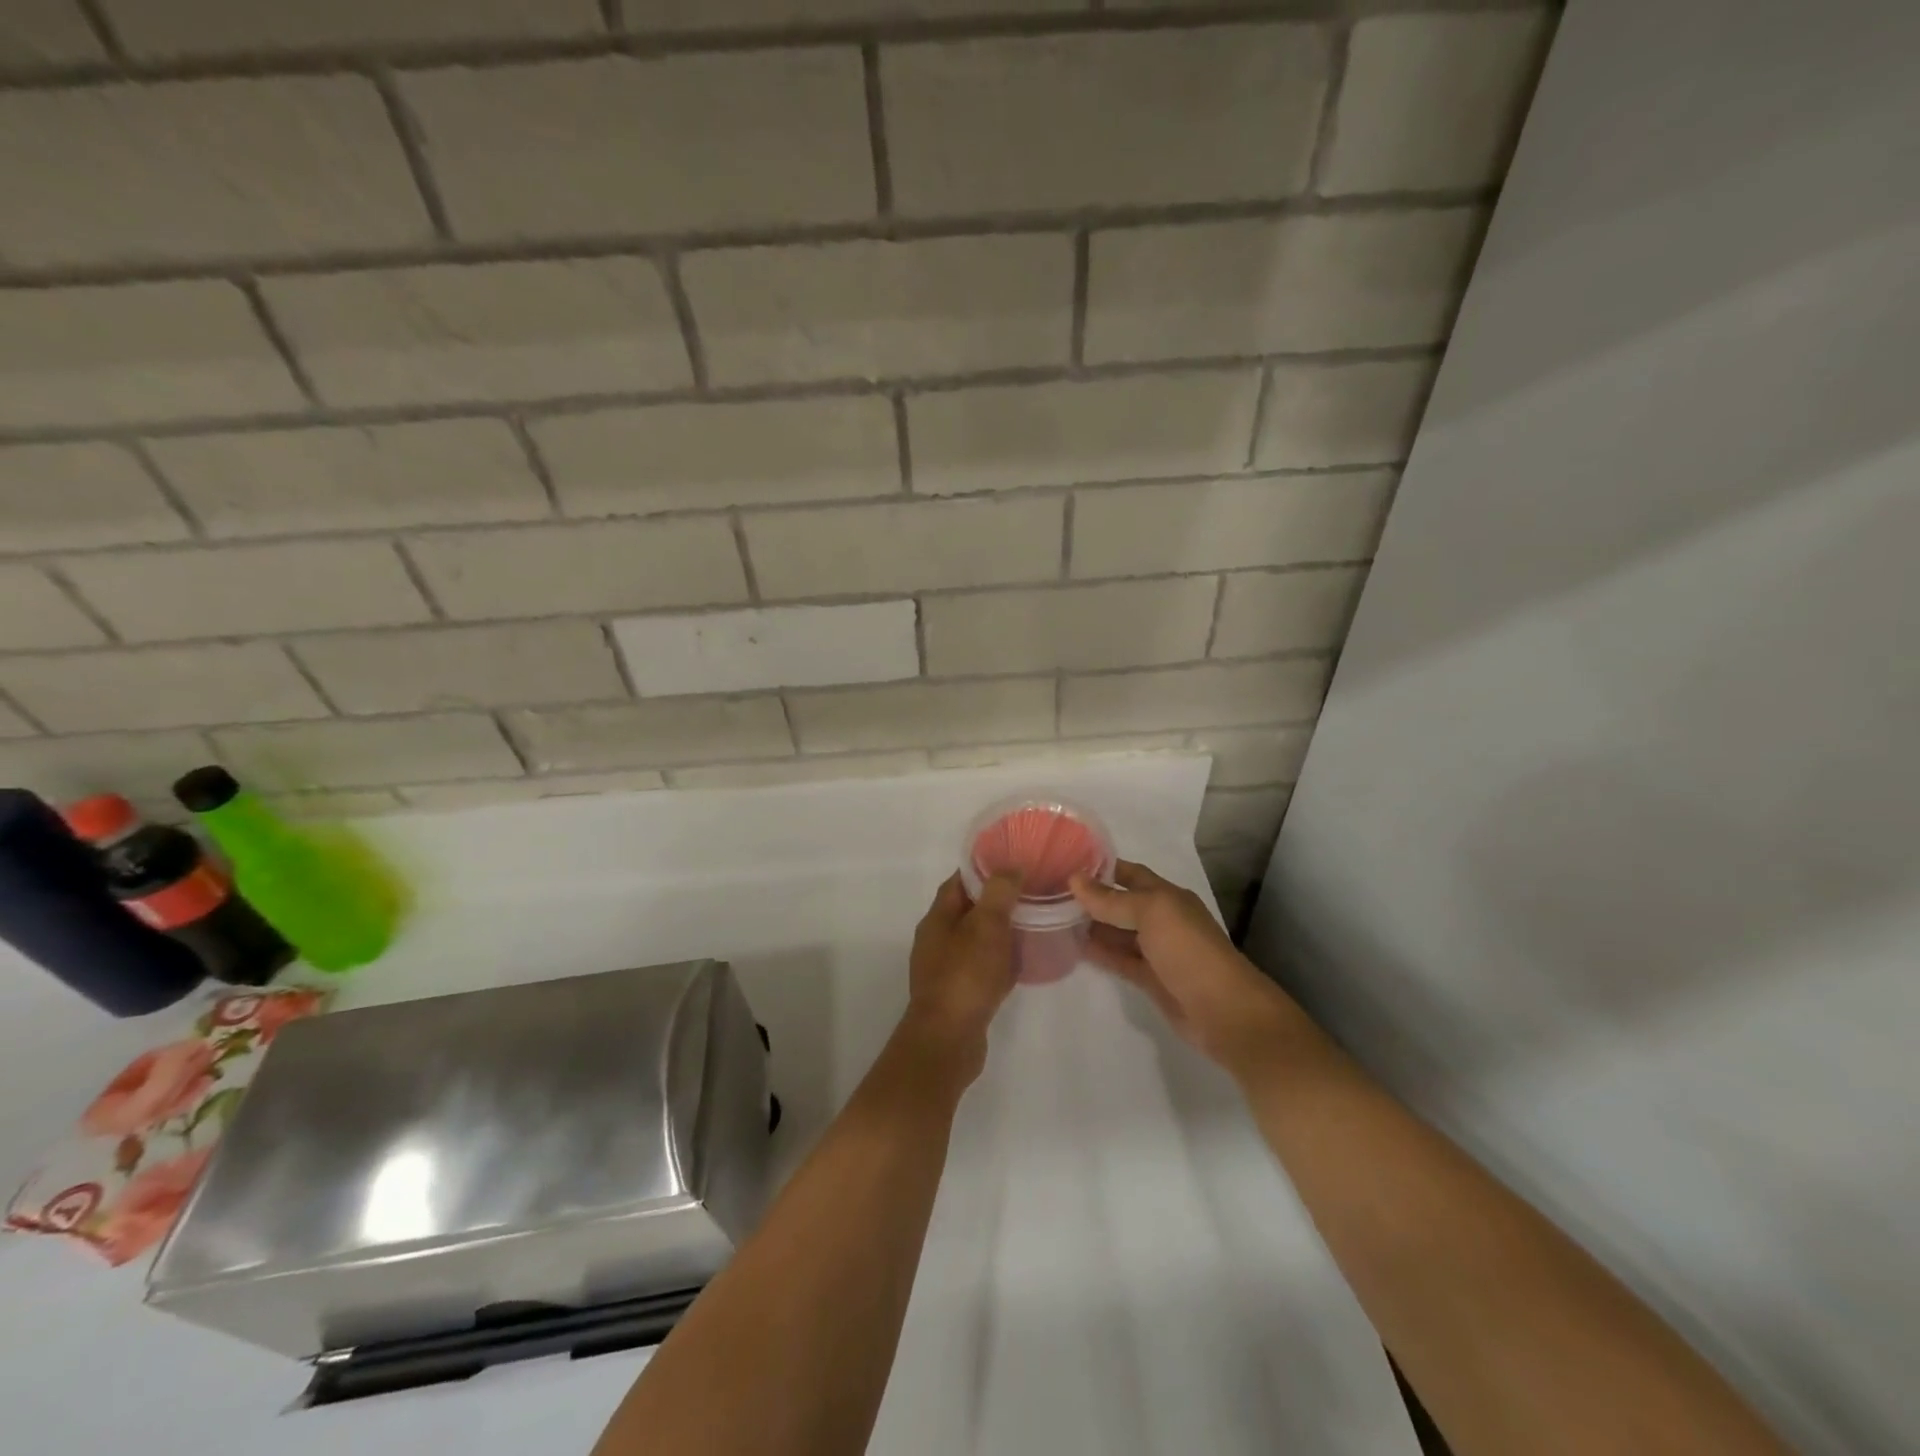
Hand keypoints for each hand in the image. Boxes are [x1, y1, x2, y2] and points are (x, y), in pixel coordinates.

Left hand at [904, 873, 1019, 1079]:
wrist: (948, 1041)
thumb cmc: (966, 976)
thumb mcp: (986, 926)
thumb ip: (998, 893)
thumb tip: (1010, 867)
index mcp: (937, 919)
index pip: (959, 882)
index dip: (983, 870)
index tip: (1012, 864)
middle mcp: (936, 941)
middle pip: (967, 911)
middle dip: (994, 901)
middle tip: (1028, 894)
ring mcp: (944, 970)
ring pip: (975, 941)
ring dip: (998, 932)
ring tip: (1030, 926)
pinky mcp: (957, 995)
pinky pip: (980, 969)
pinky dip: (998, 962)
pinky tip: (1019, 965)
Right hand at [1071, 860, 1302, 1073]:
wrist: (1224, 1011)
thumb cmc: (1189, 950)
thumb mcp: (1151, 913)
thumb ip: (1112, 899)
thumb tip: (1074, 879)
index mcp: (1167, 897)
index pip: (1129, 874)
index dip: (1101, 867)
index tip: (1064, 861)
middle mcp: (1161, 919)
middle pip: (1120, 903)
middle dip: (1090, 897)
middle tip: (1049, 891)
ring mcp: (1155, 951)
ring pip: (1117, 932)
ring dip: (1090, 925)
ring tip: (1052, 917)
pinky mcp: (1149, 979)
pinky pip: (1118, 960)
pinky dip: (1098, 953)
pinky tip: (1072, 947)